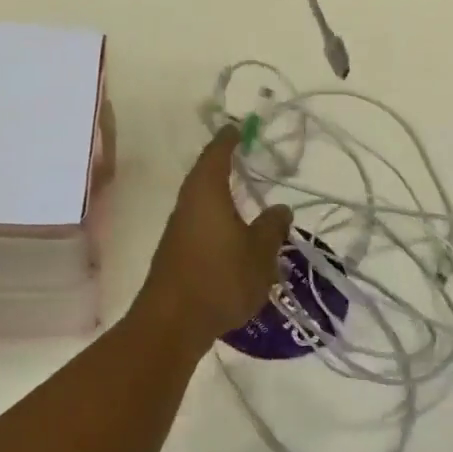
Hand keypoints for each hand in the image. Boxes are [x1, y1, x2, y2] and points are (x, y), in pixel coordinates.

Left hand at [136, 128, 293, 345]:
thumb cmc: (220, 278)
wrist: (172, 322)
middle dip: (223, 166)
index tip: (238, 128)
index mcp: (207, 193)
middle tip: (243, 158)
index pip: (217, 155)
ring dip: (220, 197)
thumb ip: (272, 228)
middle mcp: (187, 205)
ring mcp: (178, 231)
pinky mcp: (176, 254)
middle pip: (204, 176)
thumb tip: (280, 208)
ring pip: (201, 203)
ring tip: (243, 198)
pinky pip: (199, 225)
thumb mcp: (260, 253)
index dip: (228, 140)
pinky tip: (232, 236)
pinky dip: (216, 221)